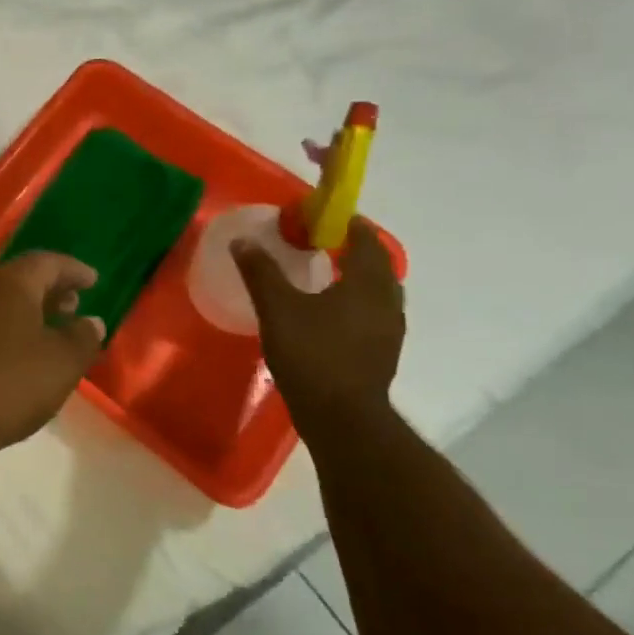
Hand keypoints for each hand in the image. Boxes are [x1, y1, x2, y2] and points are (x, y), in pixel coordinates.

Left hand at [0, 253, 105, 456]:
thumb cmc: (11, 383)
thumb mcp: (63, 362)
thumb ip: (83, 337)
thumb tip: (90, 322)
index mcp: (9, 283)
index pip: (46, 262)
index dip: (73, 270)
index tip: (93, 281)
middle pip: (20, 277)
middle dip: (50, 288)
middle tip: (75, 304)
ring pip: (1, 299)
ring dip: (30, 308)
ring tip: (54, 329)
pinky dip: (11, 326)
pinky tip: (24, 351)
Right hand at [235, 217, 404, 429]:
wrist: (341, 416)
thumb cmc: (311, 353)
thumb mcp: (277, 308)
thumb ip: (261, 272)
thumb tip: (243, 240)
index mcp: (367, 283)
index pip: (366, 240)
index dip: (349, 224)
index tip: (324, 217)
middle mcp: (387, 302)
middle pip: (377, 265)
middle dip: (354, 250)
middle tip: (322, 243)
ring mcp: (390, 330)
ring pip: (378, 291)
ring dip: (357, 277)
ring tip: (325, 276)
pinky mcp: (383, 352)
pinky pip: (373, 314)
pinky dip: (356, 303)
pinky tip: (330, 314)